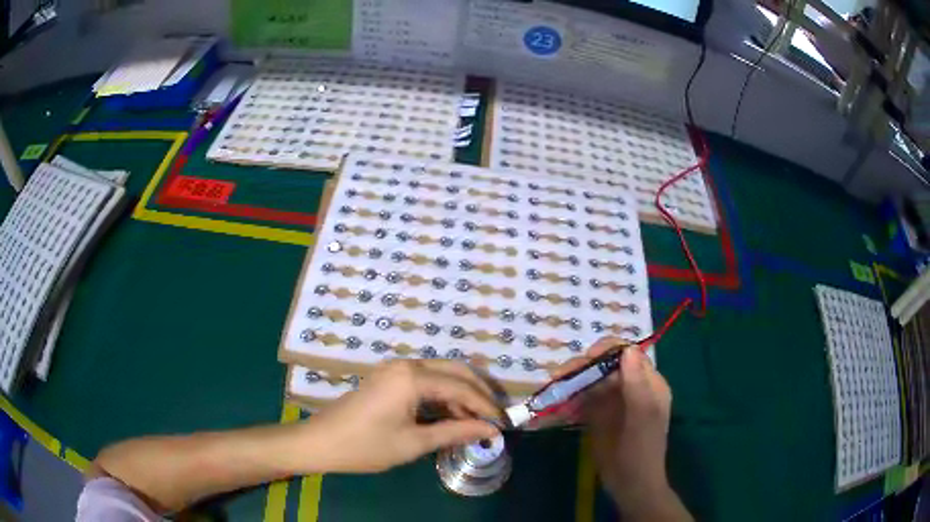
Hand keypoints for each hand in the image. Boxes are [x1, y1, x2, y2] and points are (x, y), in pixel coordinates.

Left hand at [304, 359, 501, 472]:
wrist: (321, 442)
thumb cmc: (366, 445)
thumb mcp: (414, 443)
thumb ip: (455, 432)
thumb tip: (490, 430)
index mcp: (412, 377)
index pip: (462, 387)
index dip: (486, 406)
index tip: (503, 424)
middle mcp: (407, 364)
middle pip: (456, 370)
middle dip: (480, 392)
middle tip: (497, 415)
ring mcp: (395, 368)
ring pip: (441, 374)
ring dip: (462, 394)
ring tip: (477, 420)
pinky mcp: (389, 377)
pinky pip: (426, 380)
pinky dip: (443, 395)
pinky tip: (451, 415)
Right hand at [558, 338, 675, 516]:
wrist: (630, 484)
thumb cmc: (641, 451)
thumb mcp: (642, 417)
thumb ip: (637, 385)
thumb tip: (627, 350)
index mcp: (648, 383)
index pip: (628, 354)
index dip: (607, 351)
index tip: (586, 359)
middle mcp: (630, 387)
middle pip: (605, 365)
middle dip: (583, 367)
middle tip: (560, 377)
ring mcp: (612, 401)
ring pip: (590, 381)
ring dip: (571, 382)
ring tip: (553, 389)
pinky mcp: (597, 415)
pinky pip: (581, 400)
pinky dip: (568, 400)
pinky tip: (556, 406)